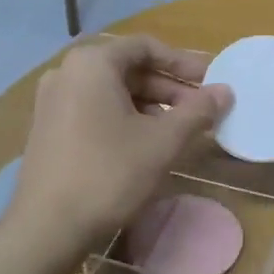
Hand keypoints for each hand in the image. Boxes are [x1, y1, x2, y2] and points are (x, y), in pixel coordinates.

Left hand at [10, 35, 231, 256]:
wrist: (48, 226)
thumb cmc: (109, 174)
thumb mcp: (162, 142)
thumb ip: (197, 111)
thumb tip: (226, 92)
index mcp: (91, 63)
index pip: (146, 47)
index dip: (183, 62)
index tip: (211, 81)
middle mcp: (66, 72)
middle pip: (128, 68)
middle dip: (168, 87)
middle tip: (201, 110)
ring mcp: (52, 101)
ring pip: (111, 92)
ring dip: (149, 105)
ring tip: (179, 130)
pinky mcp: (47, 129)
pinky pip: (93, 110)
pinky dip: (124, 118)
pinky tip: (146, 144)